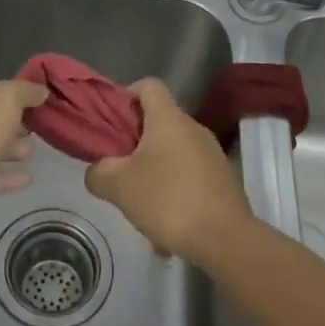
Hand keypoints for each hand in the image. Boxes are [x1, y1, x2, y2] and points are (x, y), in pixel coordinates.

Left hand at [0, 75, 48, 224]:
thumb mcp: (8, 97)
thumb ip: (26, 91)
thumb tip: (40, 90)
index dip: (13, 93)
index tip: (36, 105)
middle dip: (12, 123)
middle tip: (36, 130)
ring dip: (9, 148)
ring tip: (31, 154)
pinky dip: (4, 174)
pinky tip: (27, 178)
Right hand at [85, 78, 253, 264]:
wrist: (226, 240)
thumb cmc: (168, 200)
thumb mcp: (119, 186)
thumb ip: (98, 172)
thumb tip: (98, 170)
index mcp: (169, 118)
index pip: (148, 85)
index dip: (126, 96)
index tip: (112, 124)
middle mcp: (193, 128)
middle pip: (158, 122)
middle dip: (134, 144)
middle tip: (118, 171)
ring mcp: (212, 154)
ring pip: (172, 154)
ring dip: (153, 174)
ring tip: (139, 208)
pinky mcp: (222, 180)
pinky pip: (188, 177)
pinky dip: (173, 194)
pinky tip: (164, 228)